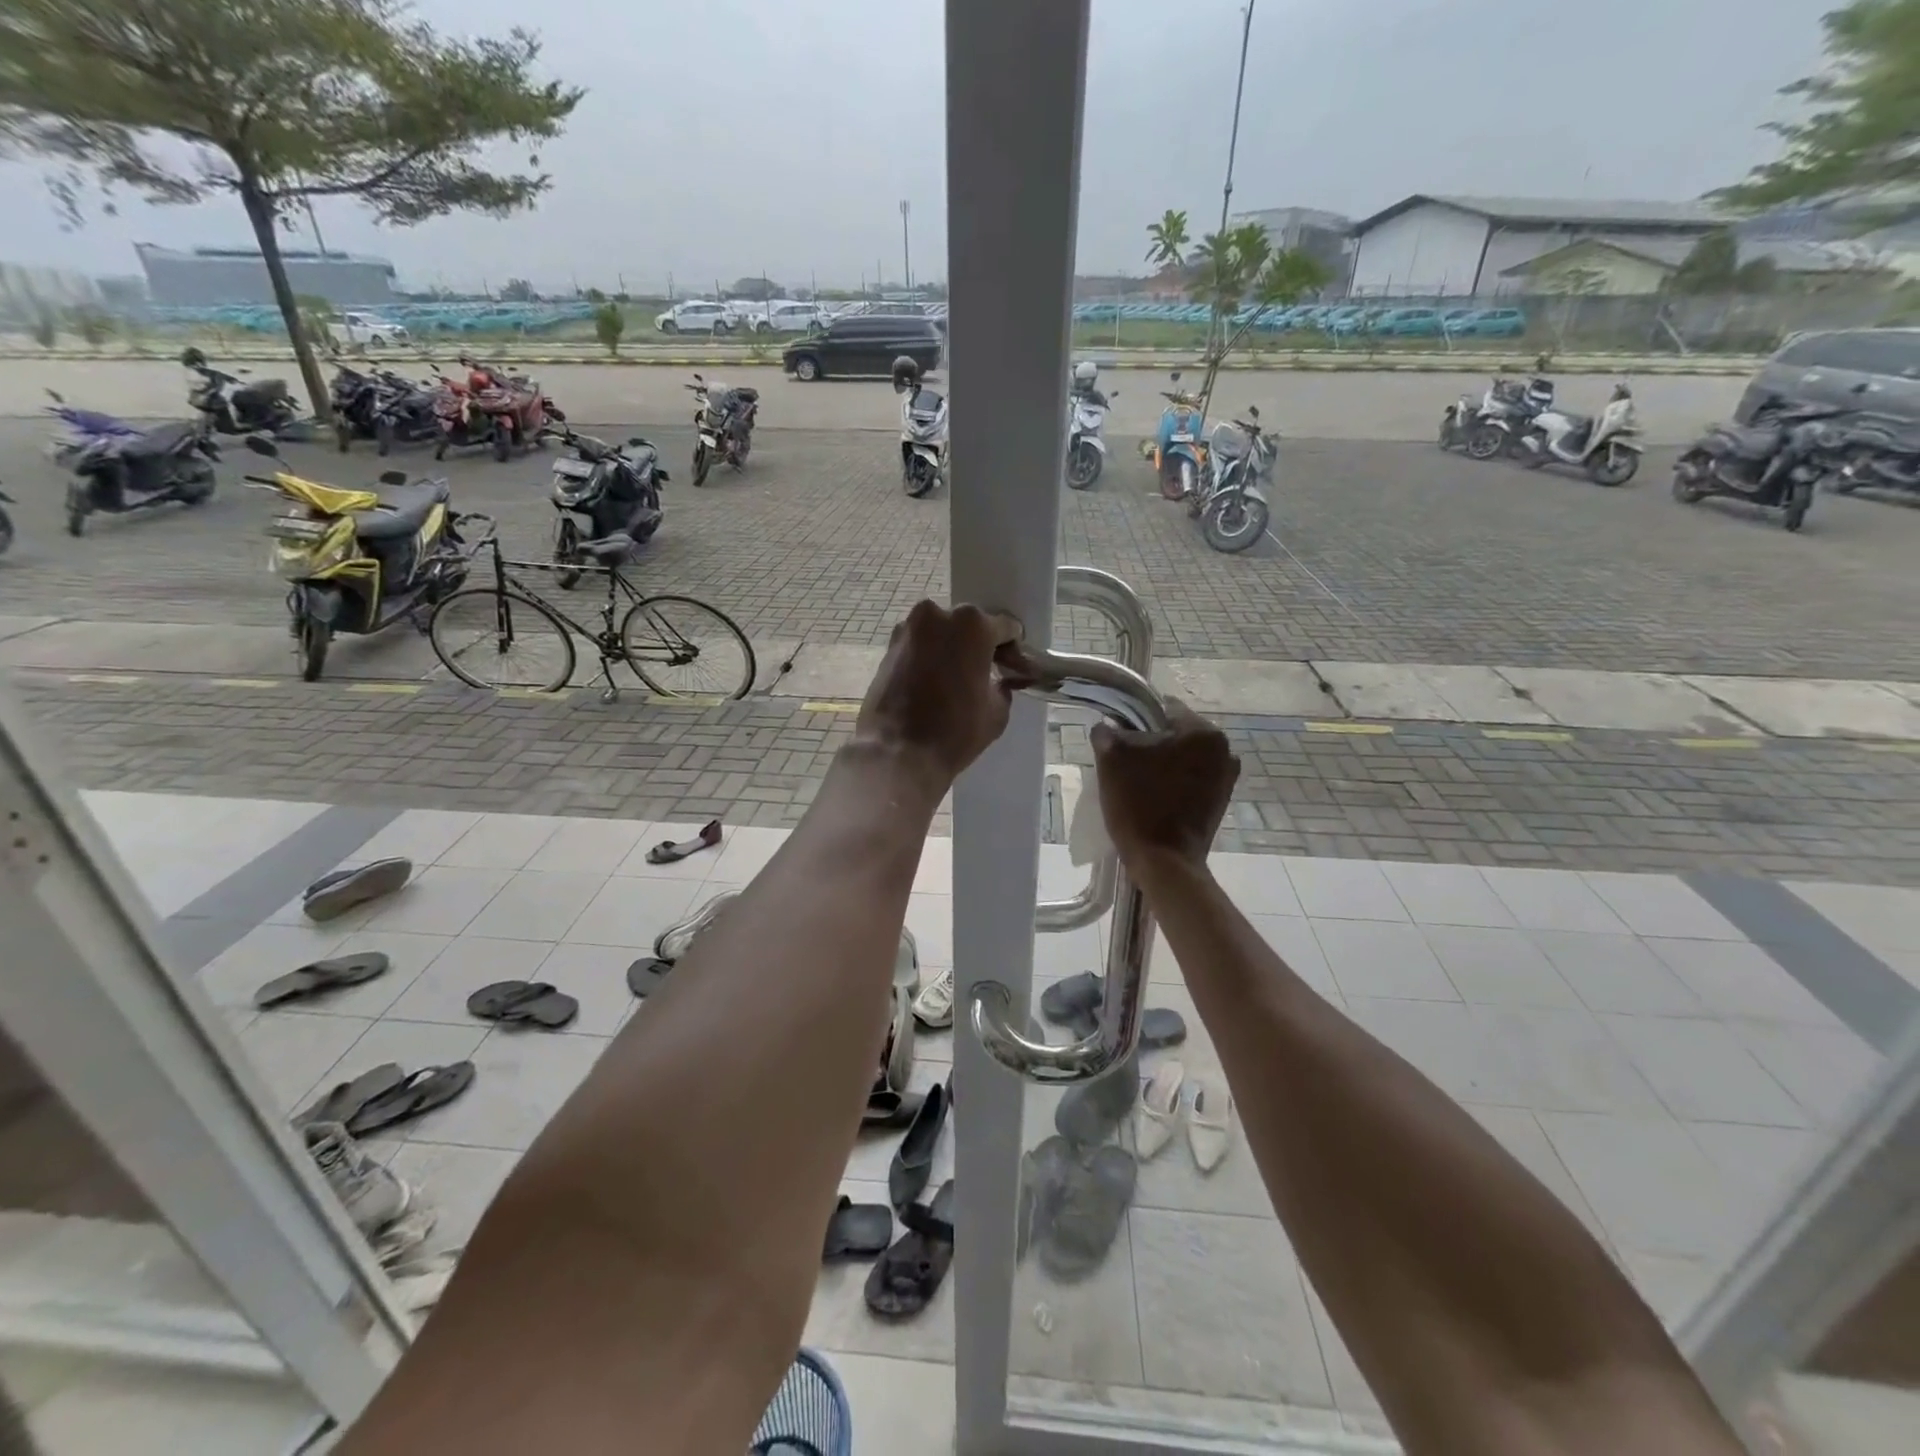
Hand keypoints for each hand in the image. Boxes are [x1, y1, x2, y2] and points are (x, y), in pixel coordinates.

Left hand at [856, 601, 1021, 791]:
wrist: (897, 752)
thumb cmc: (955, 731)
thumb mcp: (998, 711)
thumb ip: (1004, 686)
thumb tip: (1000, 681)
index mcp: (973, 625)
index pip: (1006, 628)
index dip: (1012, 650)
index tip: (1012, 669)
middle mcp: (938, 615)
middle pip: (970, 625)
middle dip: (979, 646)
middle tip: (983, 676)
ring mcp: (908, 629)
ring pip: (941, 634)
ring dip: (951, 651)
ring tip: (955, 682)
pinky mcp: (888, 647)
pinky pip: (920, 646)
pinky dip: (929, 659)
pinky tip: (932, 685)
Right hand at [1091, 698, 1239, 872]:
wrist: (1164, 863)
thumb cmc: (1139, 805)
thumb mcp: (1112, 760)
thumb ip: (1107, 733)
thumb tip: (1106, 727)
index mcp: (1203, 732)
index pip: (1162, 708)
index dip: (1134, 718)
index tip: (1117, 736)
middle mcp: (1224, 750)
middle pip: (1175, 733)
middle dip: (1150, 742)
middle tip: (1123, 759)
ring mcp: (1226, 778)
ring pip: (1183, 757)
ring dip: (1161, 763)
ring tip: (1135, 780)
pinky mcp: (1220, 801)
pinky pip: (1190, 779)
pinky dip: (1172, 781)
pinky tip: (1151, 796)